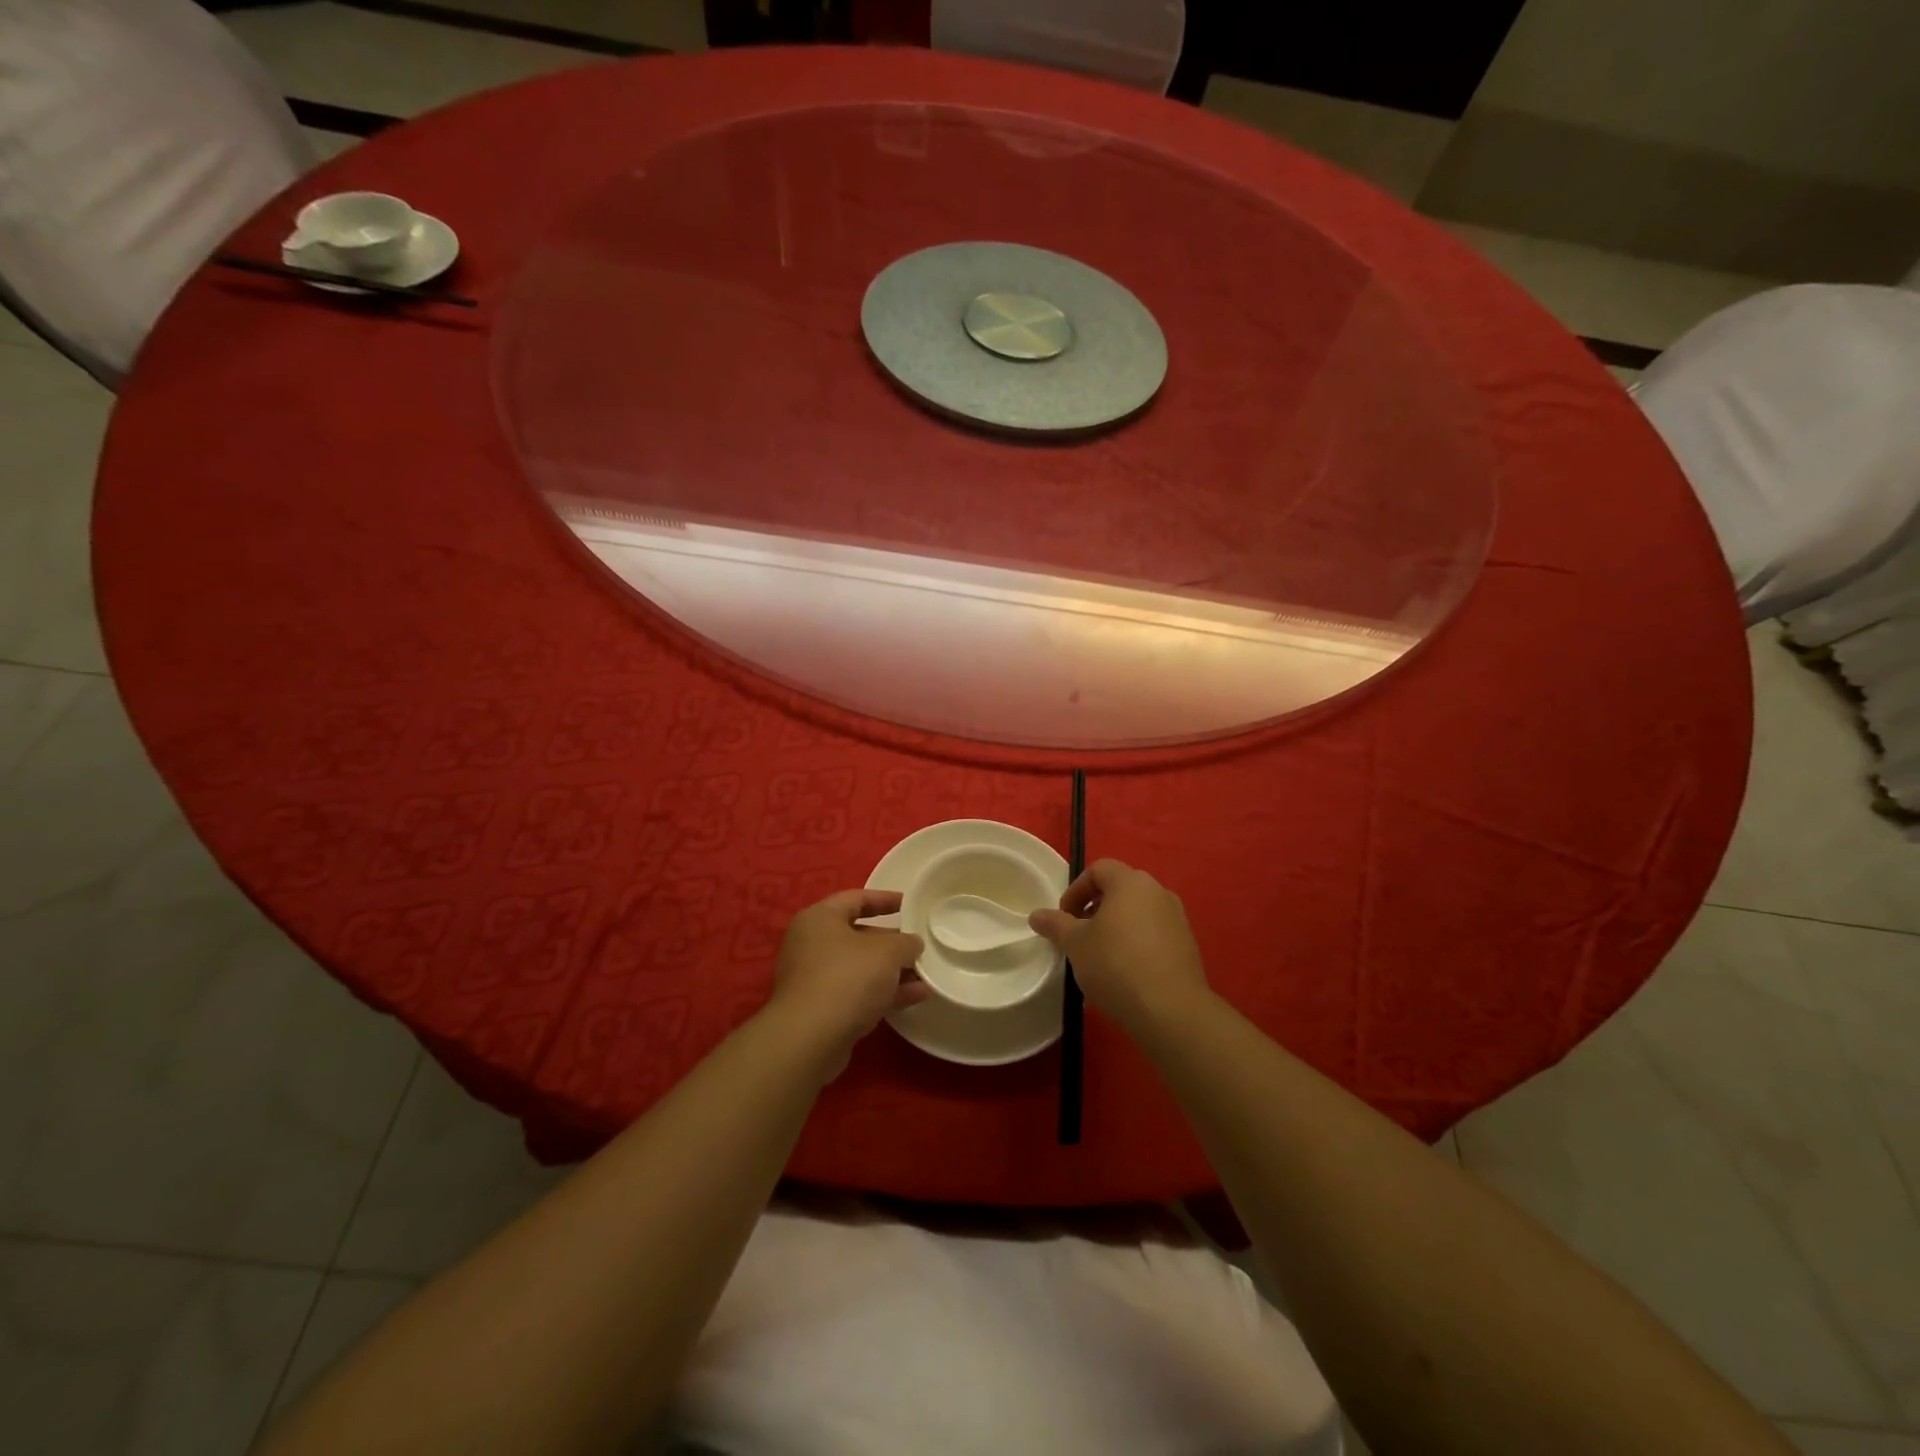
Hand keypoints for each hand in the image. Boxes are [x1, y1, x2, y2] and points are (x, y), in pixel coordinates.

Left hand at [767, 889, 927, 1074]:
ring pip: (859, 968)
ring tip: (925, 974)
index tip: (909, 904)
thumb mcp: (887, 951)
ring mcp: (814, 979)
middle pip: (858, 935)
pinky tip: (916, 997)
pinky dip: (883, 993)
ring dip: (891, 971)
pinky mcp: (820, 1009)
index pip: (855, 899)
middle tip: (918, 945)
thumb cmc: (848, 977)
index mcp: (820, 918)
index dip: (884, 899)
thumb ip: (905, 943)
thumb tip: (912, 944)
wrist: (810, 1038)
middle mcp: (811, 944)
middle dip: (891, 942)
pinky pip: (857, 992)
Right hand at [1029, 859, 1212, 1035]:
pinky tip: (1124, 974)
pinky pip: (1154, 935)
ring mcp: (1177, 919)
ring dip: (1116, 927)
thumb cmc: (1116, 965)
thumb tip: (1036, 915)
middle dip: (1095, 908)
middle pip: (1120, 890)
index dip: (1076, 889)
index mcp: (1131, 883)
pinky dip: (1135, 944)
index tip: (1064, 917)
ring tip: (1100, 957)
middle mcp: (1158, 892)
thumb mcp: (1075, 944)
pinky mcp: (1187, 946)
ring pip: (1138, 913)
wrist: (1171, 1010)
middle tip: (1079, 935)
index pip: (1099, 869)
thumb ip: (1055, 924)